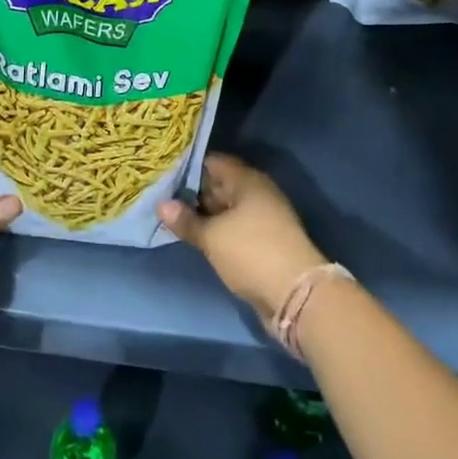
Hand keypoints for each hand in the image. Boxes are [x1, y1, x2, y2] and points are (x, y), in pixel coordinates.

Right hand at [158, 152, 327, 316]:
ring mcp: (263, 219)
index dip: (188, 167)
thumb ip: (186, 220)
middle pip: (220, 185)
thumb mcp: (212, 237)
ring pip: (226, 209)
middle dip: (192, 192)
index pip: (213, 162)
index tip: (163, 174)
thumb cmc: (251, 253)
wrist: (297, 296)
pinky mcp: (264, 242)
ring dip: (204, 215)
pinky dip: (216, 231)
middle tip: (161, 197)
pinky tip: (196, 238)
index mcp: (247, 181)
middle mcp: (257, 194)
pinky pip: (234, 228)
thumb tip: (161, 204)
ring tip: (172, 218)